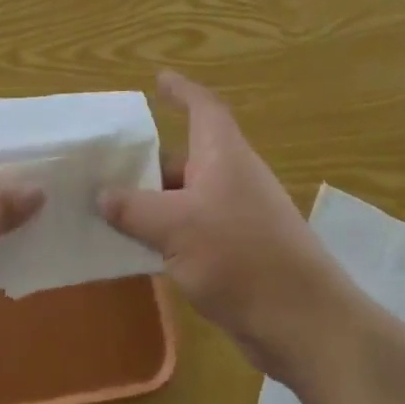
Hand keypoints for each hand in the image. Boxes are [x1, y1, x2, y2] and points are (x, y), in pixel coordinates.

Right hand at [101, 71, 346, 381]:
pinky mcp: (237, 252)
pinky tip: (135, 248)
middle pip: (186, 154)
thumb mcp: (175, 227)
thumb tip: (101, 195)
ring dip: (152, 200)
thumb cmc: (240, 256)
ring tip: (107, 206)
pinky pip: (191, 229)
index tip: (157, 79)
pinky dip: (165, 232)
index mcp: (223, 153)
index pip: (202, 106)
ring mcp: (236, 216)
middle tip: (106, 162)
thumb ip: (133, 209)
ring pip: (185, 195)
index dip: (180, 90)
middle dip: (148, 159)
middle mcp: (231, 176)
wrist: (303, 324)